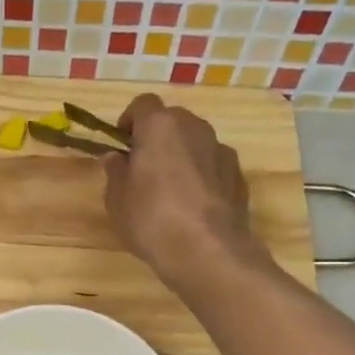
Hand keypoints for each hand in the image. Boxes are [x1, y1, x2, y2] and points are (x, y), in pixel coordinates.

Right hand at [105, 93, 258, 280]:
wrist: (206, 250)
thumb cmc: (151, 219)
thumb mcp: (117, 199)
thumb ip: (116, 172)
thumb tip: (117, 158)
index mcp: (160, 126)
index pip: (142, 104)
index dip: (130, 122)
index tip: (123, 146)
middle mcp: (194, 127)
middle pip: (172, 121)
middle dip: (157, 139)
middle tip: (144, 171)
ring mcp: (221, 149)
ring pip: (195, 143)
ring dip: (182, 157)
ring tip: (171, 193)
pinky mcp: (238, 174)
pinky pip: (212, 166)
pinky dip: (202, 177)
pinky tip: (194, 207)